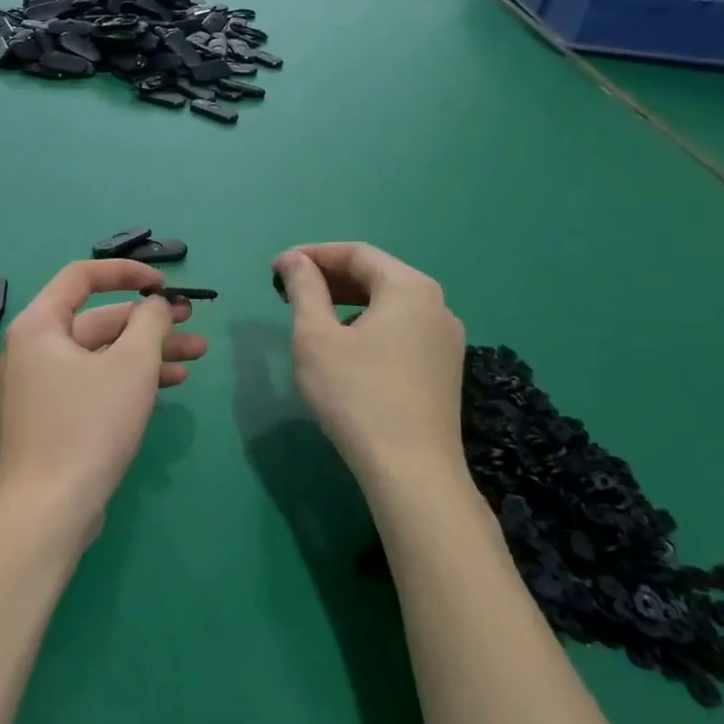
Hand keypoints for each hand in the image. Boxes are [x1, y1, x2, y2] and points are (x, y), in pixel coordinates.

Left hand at [0, 260, 207, 547]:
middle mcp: (30, 350)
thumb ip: (150, 323)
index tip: (165, 283)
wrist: (48, 512)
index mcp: (38, 326)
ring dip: (146, 353)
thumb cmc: (88, 427)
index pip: (82, 276)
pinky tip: (168, 386)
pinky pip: (91, 384)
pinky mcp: (49, 420)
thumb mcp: (131, 366)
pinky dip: (126, 380)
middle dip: (149, 322)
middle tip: (193, 323)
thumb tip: (155, 303)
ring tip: (195, 356)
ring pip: (99, 356)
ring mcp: (37, 388)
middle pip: (96, 321)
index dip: (126, 272)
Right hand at [274, 243, 467, 487]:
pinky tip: (346, 345)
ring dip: (348, 301)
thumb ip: (304, 289)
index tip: (277, 267)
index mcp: (410, 288)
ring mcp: (447, 339)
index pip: (357, 253)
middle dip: (330, 277)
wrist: (411, 470)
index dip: (313, 254)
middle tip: (289, 289)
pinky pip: (402, 329)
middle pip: (377, 275)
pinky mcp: (445, 368)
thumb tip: (292, 260)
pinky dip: (369, 324)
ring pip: (390, 304)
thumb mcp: (316, 337)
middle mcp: (437, 305)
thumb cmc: (356, 395)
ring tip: (312, 315)